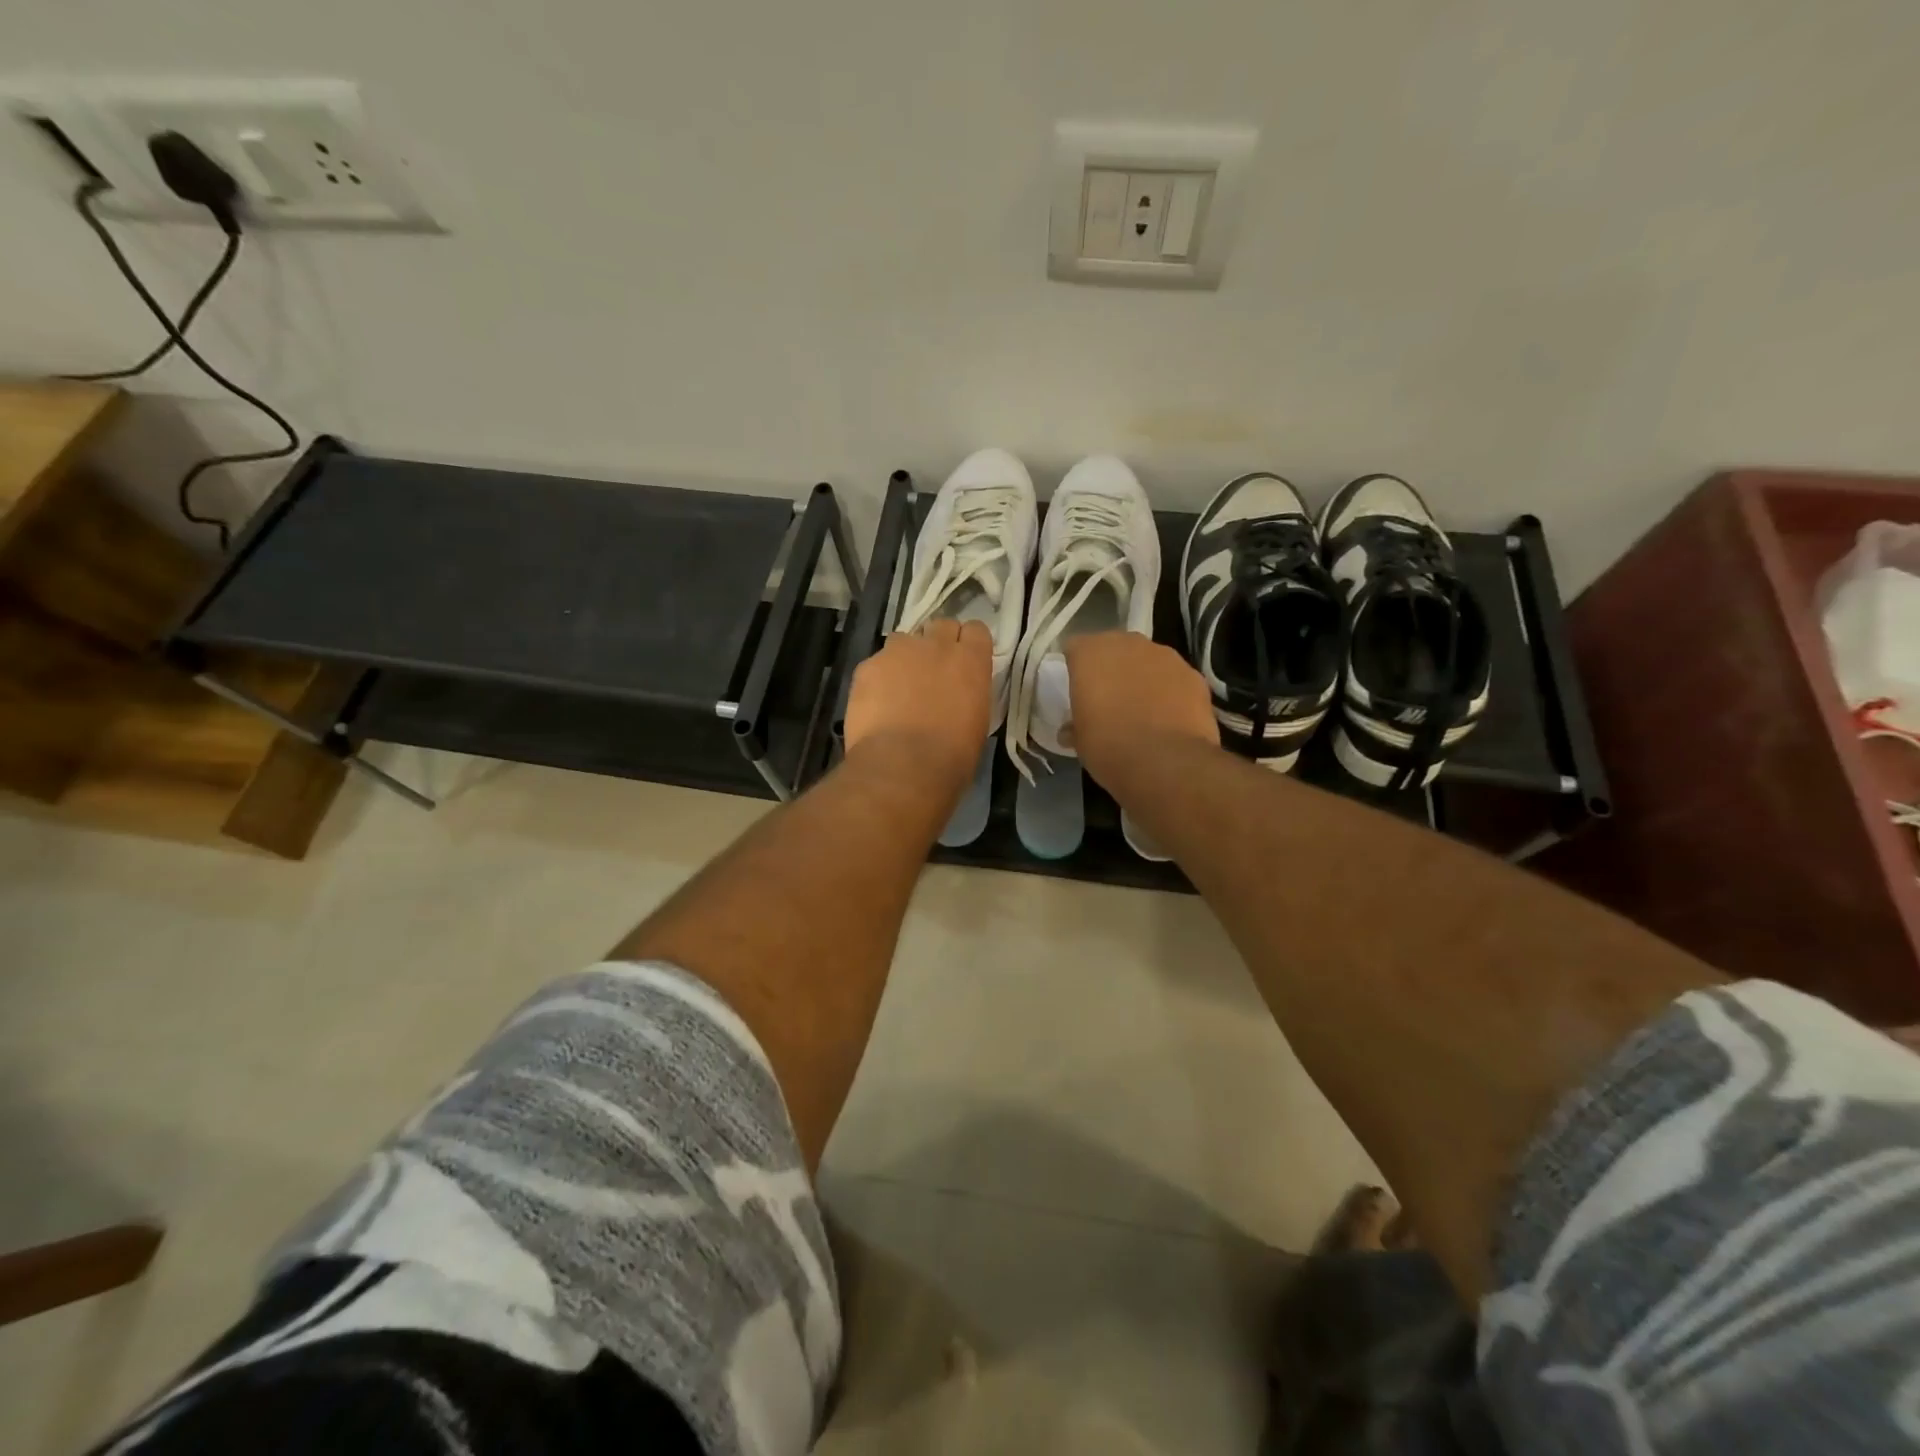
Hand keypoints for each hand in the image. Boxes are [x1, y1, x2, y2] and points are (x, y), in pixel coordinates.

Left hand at [844, 620, 992, 790]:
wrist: (904, 766)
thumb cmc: (952, 756)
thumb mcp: (977, 722)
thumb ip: (969, 694)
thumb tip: (959, 694)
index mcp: (971, 660)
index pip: (976, 631)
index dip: (968, 644)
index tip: (964, 662)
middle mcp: (936, 645)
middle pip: (940, 626)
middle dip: (937, 644)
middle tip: (932, 672)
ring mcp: (898, 652)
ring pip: (903, 640)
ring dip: (905, 658)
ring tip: (899, 687)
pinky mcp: (868, 666)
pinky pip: (875, 663)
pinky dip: (877, 678)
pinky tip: (876, 704)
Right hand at [1063, 632, 1216, 786]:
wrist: (1167, 763)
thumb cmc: (1110, 747)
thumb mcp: (1080, 741)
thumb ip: (1075, 725)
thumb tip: (1071, 730)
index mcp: (1091, 654)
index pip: (1075, 648)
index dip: (1074, 668)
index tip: (1076, 689)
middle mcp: (1128, 644)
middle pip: (1114, 648)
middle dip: (1110, 668)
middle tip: (1107, 698)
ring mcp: (1165, 656)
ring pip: (1147, 660)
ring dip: (1141, 676)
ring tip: (1141, 708)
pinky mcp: (1194, 675)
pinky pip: (1174, 678)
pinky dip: (1169, 691)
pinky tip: (1168, 717)